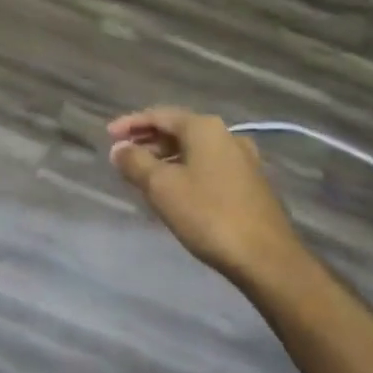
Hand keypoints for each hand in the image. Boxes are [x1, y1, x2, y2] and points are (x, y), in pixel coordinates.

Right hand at [107, 107, 307, 283]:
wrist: (264, 256)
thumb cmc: (207, 214)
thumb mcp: (161, 187)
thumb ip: (135, 162)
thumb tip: (119, 149)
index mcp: (204, 128)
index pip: (160, 115)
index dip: (131, 124)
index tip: (108, 136)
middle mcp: (226, 136)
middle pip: (178, 130)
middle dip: (148, 141)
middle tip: (122, 156)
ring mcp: (243, 160)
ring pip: (194, 150)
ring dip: (166, 158)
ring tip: (142, 175)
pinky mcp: (250, 183)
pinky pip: (208, 167)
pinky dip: (185, 170)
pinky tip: (173, 190)